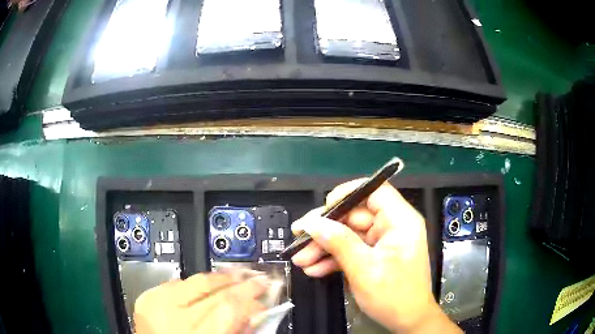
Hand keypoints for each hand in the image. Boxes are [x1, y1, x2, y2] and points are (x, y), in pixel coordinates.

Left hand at [134, 272, 268, 333]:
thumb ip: (237, 331)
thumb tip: (257, 312)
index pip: (228, 307)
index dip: (251, 298)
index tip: (266, 293)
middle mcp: (169, 316)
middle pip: (212, 289)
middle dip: (241, 283)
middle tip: (259, 279)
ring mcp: (154, 303)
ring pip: (196, 280)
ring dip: (221, 279)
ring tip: (239, 277)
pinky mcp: (147, 296)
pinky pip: (179, 282)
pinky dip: (197, 284)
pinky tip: (210, 286)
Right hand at [291, 180, 460, 333]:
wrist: (407, 321)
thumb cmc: (394, 295)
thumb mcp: (364, 269)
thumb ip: (338, 242)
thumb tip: (312, 222)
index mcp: (400, 221)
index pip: (374, 191)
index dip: (347, 194)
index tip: (323, 209)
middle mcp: (392, 226)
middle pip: (355, 215)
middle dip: (325, 230)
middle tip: (299, 238)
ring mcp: (383, 242)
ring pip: (349, 234)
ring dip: (324, 247)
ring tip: (301, 260)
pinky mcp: (375, 255)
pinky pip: (352, 249)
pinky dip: (333, 258)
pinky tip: (315, 269)